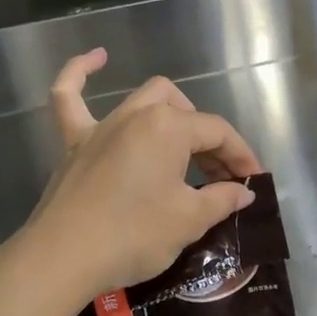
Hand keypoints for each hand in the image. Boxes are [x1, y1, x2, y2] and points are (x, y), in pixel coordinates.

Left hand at [23, 49, 265, 303]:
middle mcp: (136, 115)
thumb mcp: (189, 221)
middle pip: (183, 111)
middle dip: (207, 139)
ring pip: (142, 99)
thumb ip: (221, 199)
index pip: (217, 132)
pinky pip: (69, 97)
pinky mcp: (73, 143)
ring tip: (184, 142)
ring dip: (169, 113)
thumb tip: (243, 192)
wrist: (63, 258)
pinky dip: (81, 73)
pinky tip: (96, 57)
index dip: (240, 155)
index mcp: (169, 127)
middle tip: (218, 177)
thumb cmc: (133, 235)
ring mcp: (101, 126)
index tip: (252, 182)